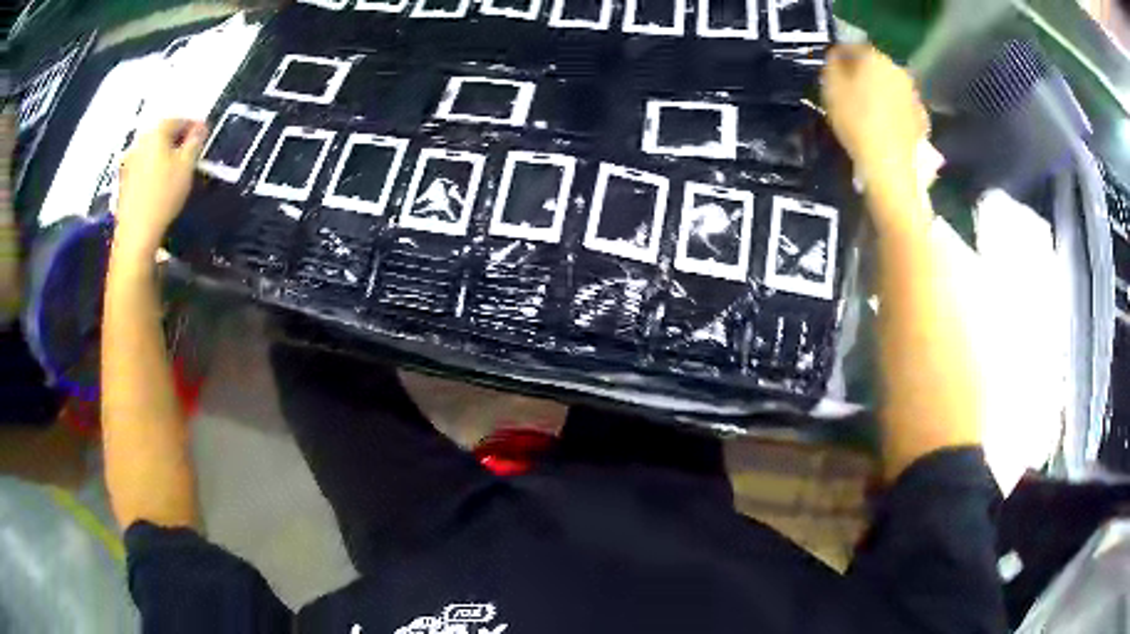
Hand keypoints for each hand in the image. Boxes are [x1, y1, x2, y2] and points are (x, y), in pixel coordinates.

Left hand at [115, 119, 207, 258]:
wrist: (136, 233)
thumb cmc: (164, 195)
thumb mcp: (187, 166)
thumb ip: (195, 142)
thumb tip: (201, 128)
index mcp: (157, 132)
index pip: (179, 120)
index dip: (194, 126)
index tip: (204, 136)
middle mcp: (140, 141)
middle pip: (162, 133)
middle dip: (177, 139)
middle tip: (190, 151)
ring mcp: (129, 162)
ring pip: (151, 150)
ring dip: (163, 154)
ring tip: (175, 168)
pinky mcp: (123, 182)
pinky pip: (142, 167)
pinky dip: (152, 169)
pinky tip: (159, 183)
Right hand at [821, 45, 928, 189]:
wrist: (890, 166)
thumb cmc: (856, 121)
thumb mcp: (831, 88)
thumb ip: (832, 64)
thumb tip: (837, 55)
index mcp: (874, 58)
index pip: (853, 46)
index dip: (840, 56)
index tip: (831, 68)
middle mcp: (897, 70)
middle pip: (875, 66)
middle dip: (863, 74)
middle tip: (849, 90)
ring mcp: (913, 95)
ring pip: (890, 86)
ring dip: (879, 92)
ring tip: (867, 110)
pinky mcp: (921, 119)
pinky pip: (902, 108)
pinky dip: (893, 112)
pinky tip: (884, 126)